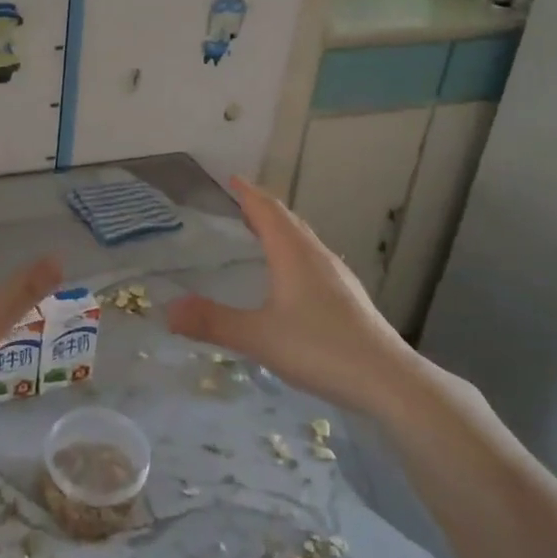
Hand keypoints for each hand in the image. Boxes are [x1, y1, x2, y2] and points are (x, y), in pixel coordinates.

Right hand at [168, 176, 415, 413]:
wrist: (388, 380)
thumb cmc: (320, 348)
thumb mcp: (257, 336)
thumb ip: (212, 322)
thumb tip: (168, 309)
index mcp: (294, 254)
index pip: (267, 211)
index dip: (248, 193)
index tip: (232, 178)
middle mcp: (317, 256)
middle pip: (288, 220)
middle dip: (263, 207)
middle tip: (241, 201)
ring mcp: (337, 276)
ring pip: (304, 240)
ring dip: (281, 229)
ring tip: (263, 231)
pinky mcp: (348, 296)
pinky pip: (314, 259)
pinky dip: (294, 251)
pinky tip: (293, 275)